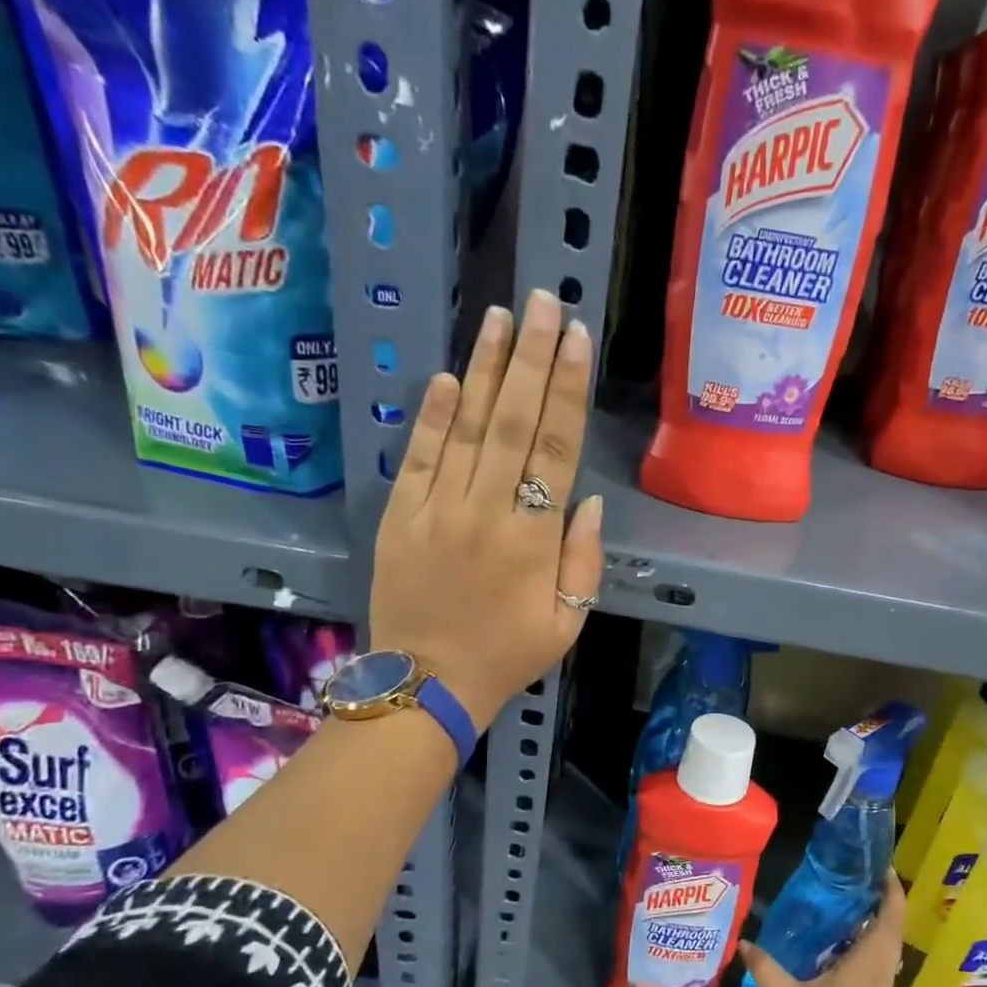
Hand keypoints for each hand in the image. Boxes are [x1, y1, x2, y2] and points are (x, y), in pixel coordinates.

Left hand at [370, 290, 603, 729]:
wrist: (428, 685)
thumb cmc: (508, 655)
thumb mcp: (568, 621)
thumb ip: (583, 559)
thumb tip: (587, 499)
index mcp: (533, 539)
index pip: (556, 448)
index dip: (567, 389)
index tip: (576, 339)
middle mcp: (486, 512)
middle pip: (513, 422)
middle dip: (530, 358)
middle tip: (542, 302)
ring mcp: (436, 510)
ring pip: (466, 428)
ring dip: (484, 370)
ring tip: (500, 318)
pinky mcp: (399, 517)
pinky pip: (418, 457)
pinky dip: (432, 416)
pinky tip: (448, 377)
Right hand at [738, 871, 903, 986]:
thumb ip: (765, 967)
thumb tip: (744, 941)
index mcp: (869, 963)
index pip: (891, 915)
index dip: (891, 887)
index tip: (879, 865)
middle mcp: (882, 972)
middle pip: (892, 926)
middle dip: (880, 899)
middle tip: (853, 876)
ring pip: (885, 946)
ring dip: (873, 923)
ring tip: (842, 901)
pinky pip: (876, 963)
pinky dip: (864, 945)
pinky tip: (836, 944)